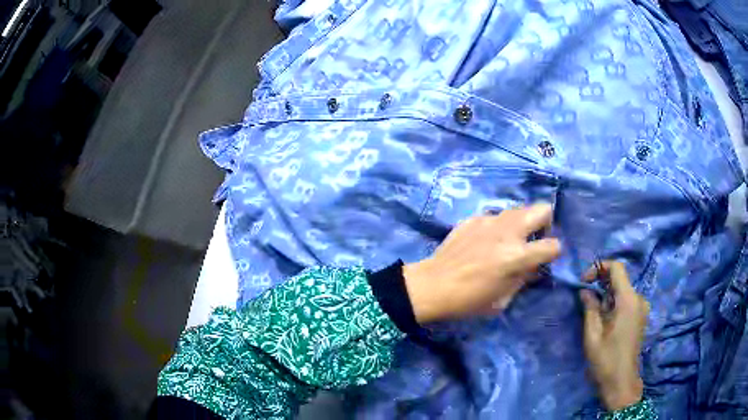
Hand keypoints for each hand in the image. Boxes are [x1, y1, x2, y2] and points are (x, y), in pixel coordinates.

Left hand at [403, 204, 560, 323]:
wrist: (432, 285)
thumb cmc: (468, 300)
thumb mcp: (502, 299)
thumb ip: (523, 279)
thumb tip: (533, 268)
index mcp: (517, 256)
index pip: (553, 245)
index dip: (554, 253)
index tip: (546, 259)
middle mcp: (507, 232)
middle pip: (543, 209)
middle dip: (545, 223)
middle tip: (533, 239)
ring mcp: (489, 221)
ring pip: (519, 208)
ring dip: (521, 222)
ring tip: (510, 239)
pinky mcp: (473, 218)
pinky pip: (495, 216)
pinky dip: (497, 226)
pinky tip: (485, 241)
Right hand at [580, 261, 649, 410]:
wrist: (621, 382)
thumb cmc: (606, 360)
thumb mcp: (592, 335)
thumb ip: (590, 308)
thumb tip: (585, 291)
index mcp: (628, 300)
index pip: (617, 268)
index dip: (599, 267)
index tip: (583, 280)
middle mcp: (639, 299)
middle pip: (620, 278)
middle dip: (601, 281)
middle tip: (584, 295)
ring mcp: (642, 307)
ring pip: (623, 290)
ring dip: (607, 293)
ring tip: (592, 309)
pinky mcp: (641, 316)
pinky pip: (627, 300)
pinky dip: (615, 302)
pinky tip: (605, 317)